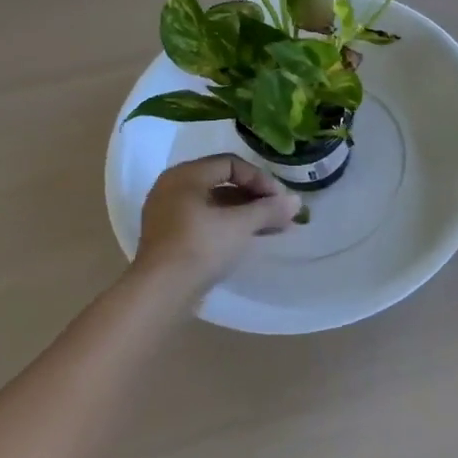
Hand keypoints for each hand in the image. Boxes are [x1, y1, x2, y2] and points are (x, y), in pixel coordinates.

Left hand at [133, 155, 301, 294]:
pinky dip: (229, 226)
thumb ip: (269, 209)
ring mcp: (168, 214)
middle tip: (280, 213)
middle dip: (256, 198)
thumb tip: (296, 201)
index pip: (231, 164)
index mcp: (185, 176)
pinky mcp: (170, 238)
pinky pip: (206, 221)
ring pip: (216, 205)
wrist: (161, 293)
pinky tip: (251, 238)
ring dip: (246, 214)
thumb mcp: (240, 225)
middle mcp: (172, 188)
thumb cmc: (200, 247)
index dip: (260, 179)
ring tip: (274, 228)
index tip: (280, 199)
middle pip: (223, 183)